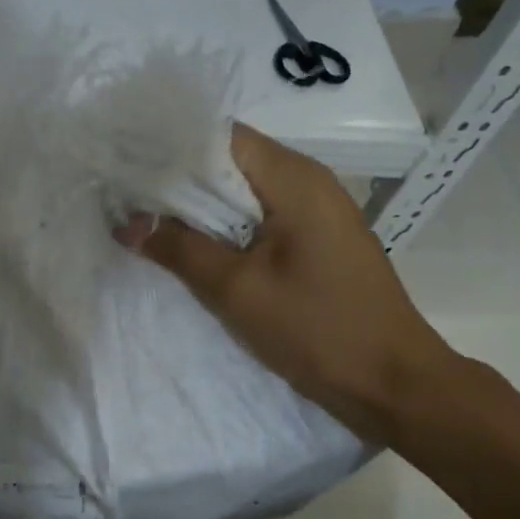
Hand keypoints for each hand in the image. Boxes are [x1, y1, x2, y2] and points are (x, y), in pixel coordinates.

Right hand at [117, 123, 454, 441]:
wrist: (393, 383)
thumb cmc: (318, 329)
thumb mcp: (237, 290)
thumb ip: (179, 249)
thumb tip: (126, 224)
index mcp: (294, 178)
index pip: (220, 136)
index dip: (170, 145)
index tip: (126, 163)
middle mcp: (308, 181)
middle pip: (230, 160)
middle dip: (177, 177)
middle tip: (126, 194)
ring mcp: (316, 210)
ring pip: (243, 191)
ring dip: (199, 204)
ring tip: (147, 216)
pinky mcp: (316, 238)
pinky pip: (260, 216)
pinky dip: (224, 224)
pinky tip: (191, 244)